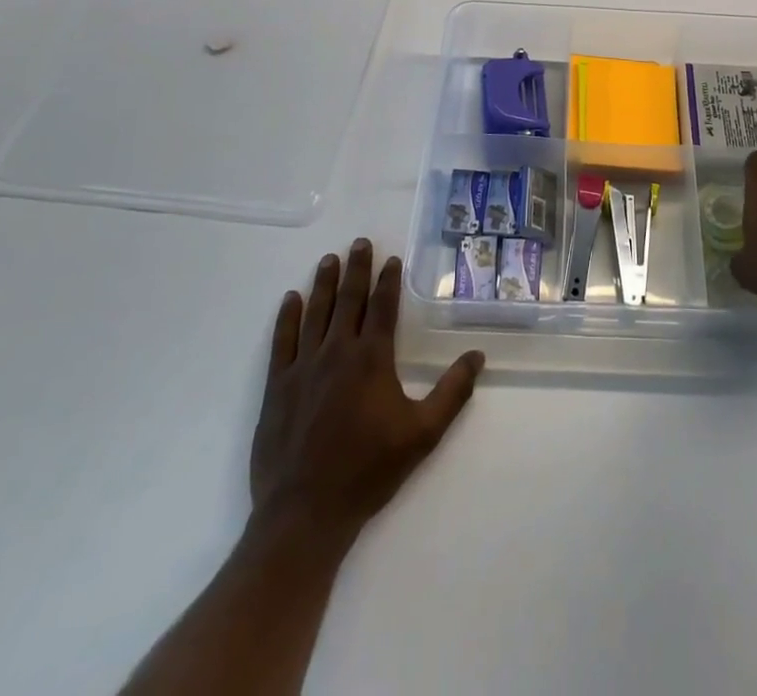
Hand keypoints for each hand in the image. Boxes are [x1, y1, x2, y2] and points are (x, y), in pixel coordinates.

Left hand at [249, 240, 483, 547]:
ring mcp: (303, 367)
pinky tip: (291, 299)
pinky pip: (283, 340)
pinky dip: (287, 316)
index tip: (391, 258)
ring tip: (328, 259)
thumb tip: (478, 355)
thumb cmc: (368, 470)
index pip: (383, 307)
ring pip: (315, 312)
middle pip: (348, 299)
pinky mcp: (278, 386)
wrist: (305, 512)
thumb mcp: (423, 434)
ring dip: (323, 283)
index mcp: (372, 358)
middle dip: (355, 268)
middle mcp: (337, 351)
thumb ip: (452, 392)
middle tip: (359, 242)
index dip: (388, 280)